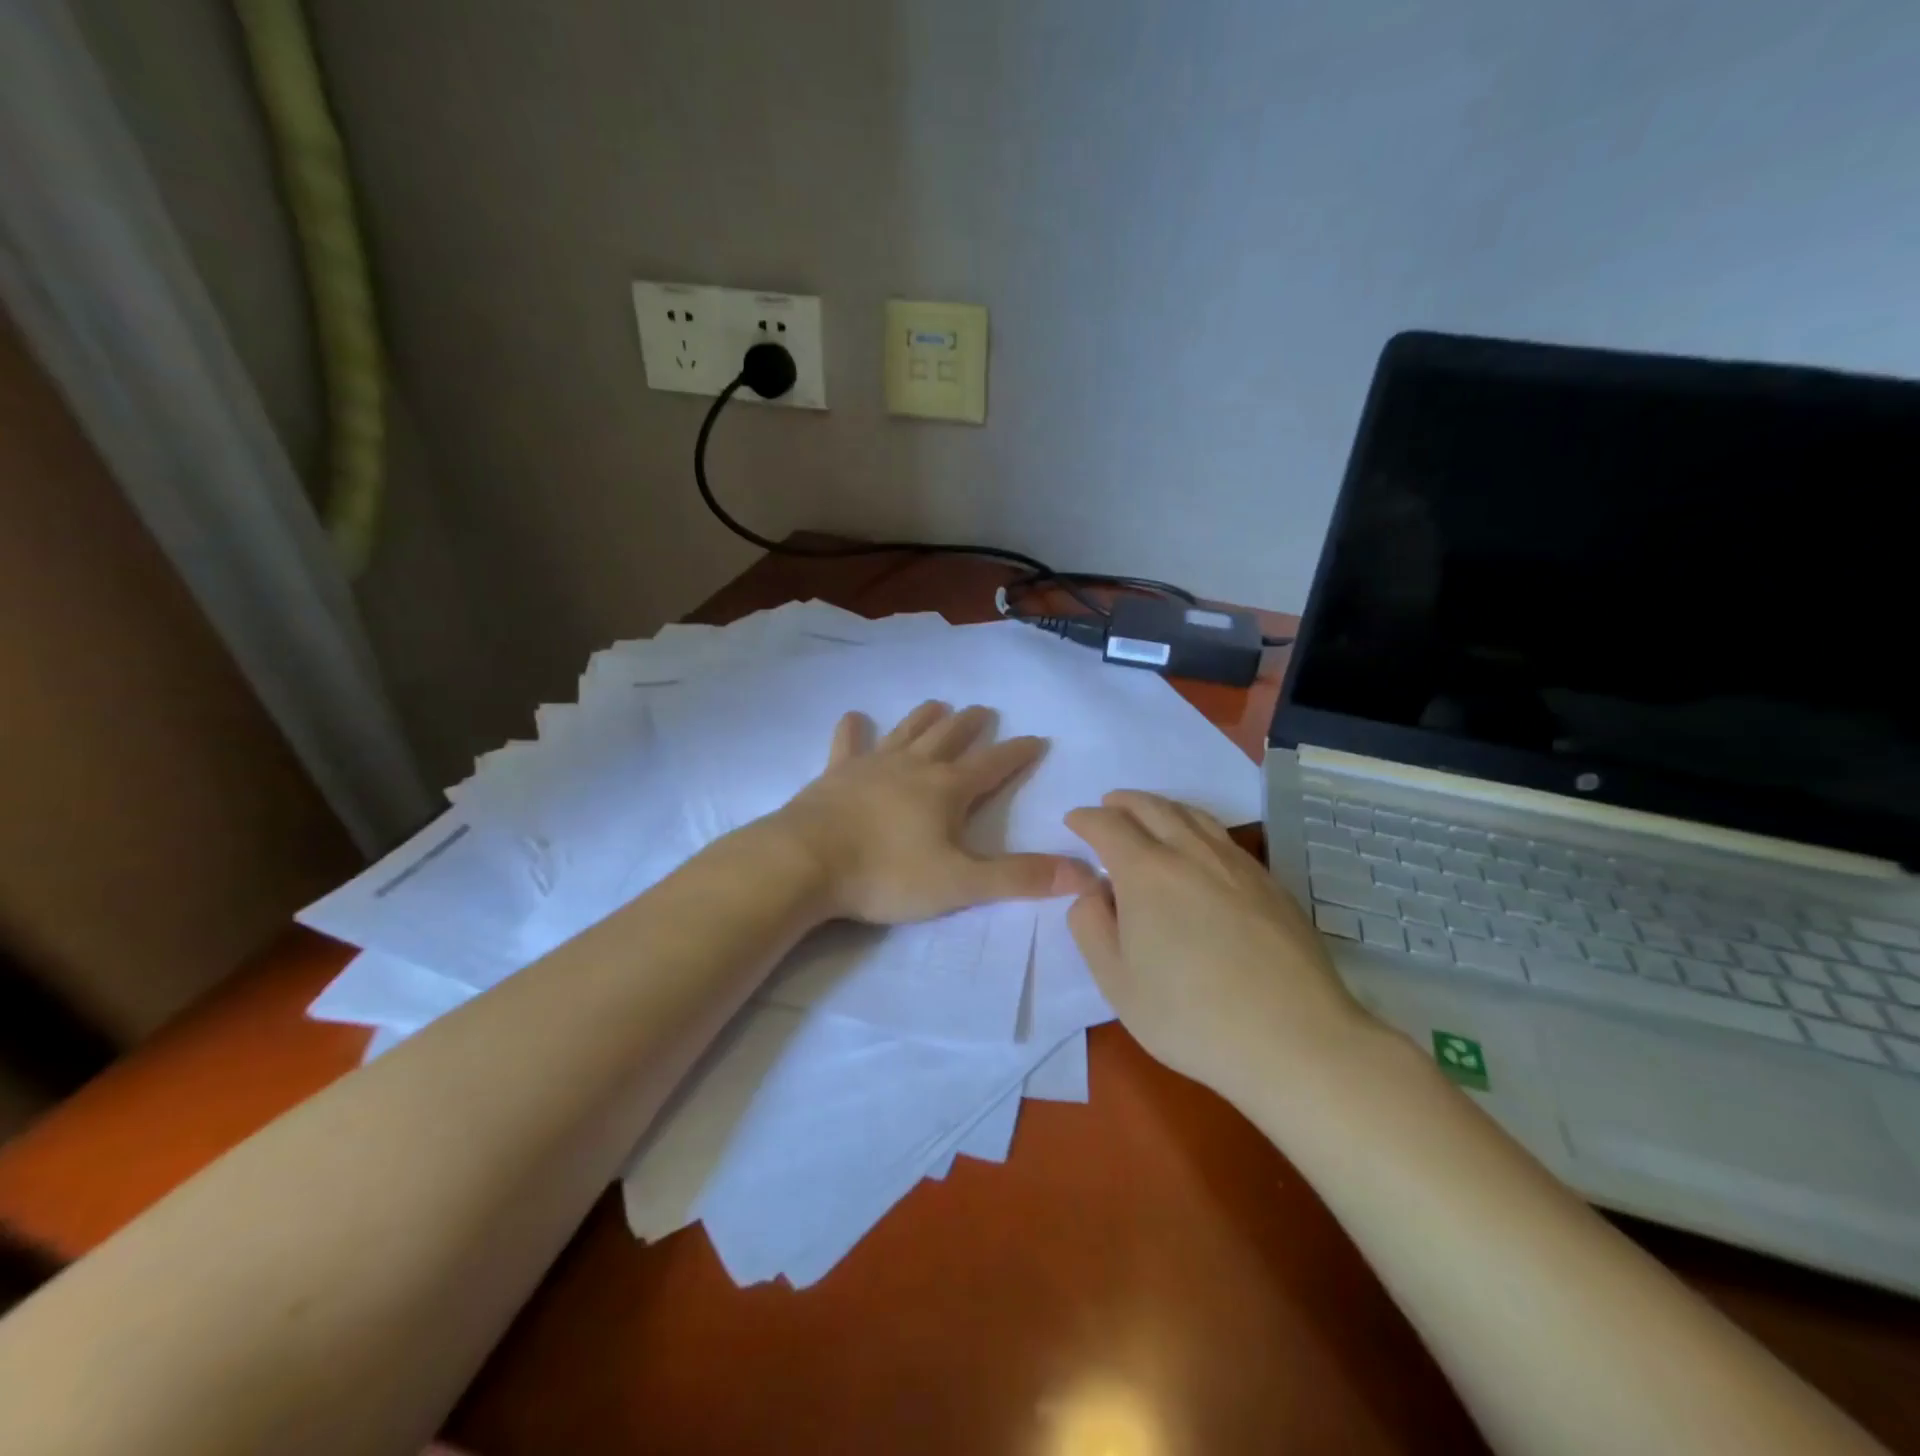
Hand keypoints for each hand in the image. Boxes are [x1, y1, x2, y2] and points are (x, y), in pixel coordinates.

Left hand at [771, 701, 1099, 924]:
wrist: (806, 862)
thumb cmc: (887, 874)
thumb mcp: (960, 883)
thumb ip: (1019, 878)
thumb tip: (1084, 873)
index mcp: (947, 789)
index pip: (993, 765)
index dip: (1017, 752)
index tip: (1036, 738)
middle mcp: (914, 767)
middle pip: (949, 737)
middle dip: (971, 725)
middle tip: (984, 710)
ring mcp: (871, 765)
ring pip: (906, 732)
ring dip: (925, 717)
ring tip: (938, 704)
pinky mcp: (835, 774)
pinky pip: (847, 744)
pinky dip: (852, 730)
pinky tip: (852, 717)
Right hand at [1065, 791, 1379, 1103]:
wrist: (1295, 1040)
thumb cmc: (1191, 1016)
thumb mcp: (1116, 982)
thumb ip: (1089, 926)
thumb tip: (1093, 890)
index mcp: (1146, 872)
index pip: (1108, 825)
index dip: (1086, 819)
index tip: (1074, 821)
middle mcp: (1191, 853)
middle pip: (1152, 807)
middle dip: (1123, 802)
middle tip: (1108, 805)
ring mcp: (1236, 864)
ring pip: (1193, 815)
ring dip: (1162, 807)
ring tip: (1149, 815)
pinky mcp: (1270, 883)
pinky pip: (1222, 836)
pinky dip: (1196, 826)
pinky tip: (1198, 848)